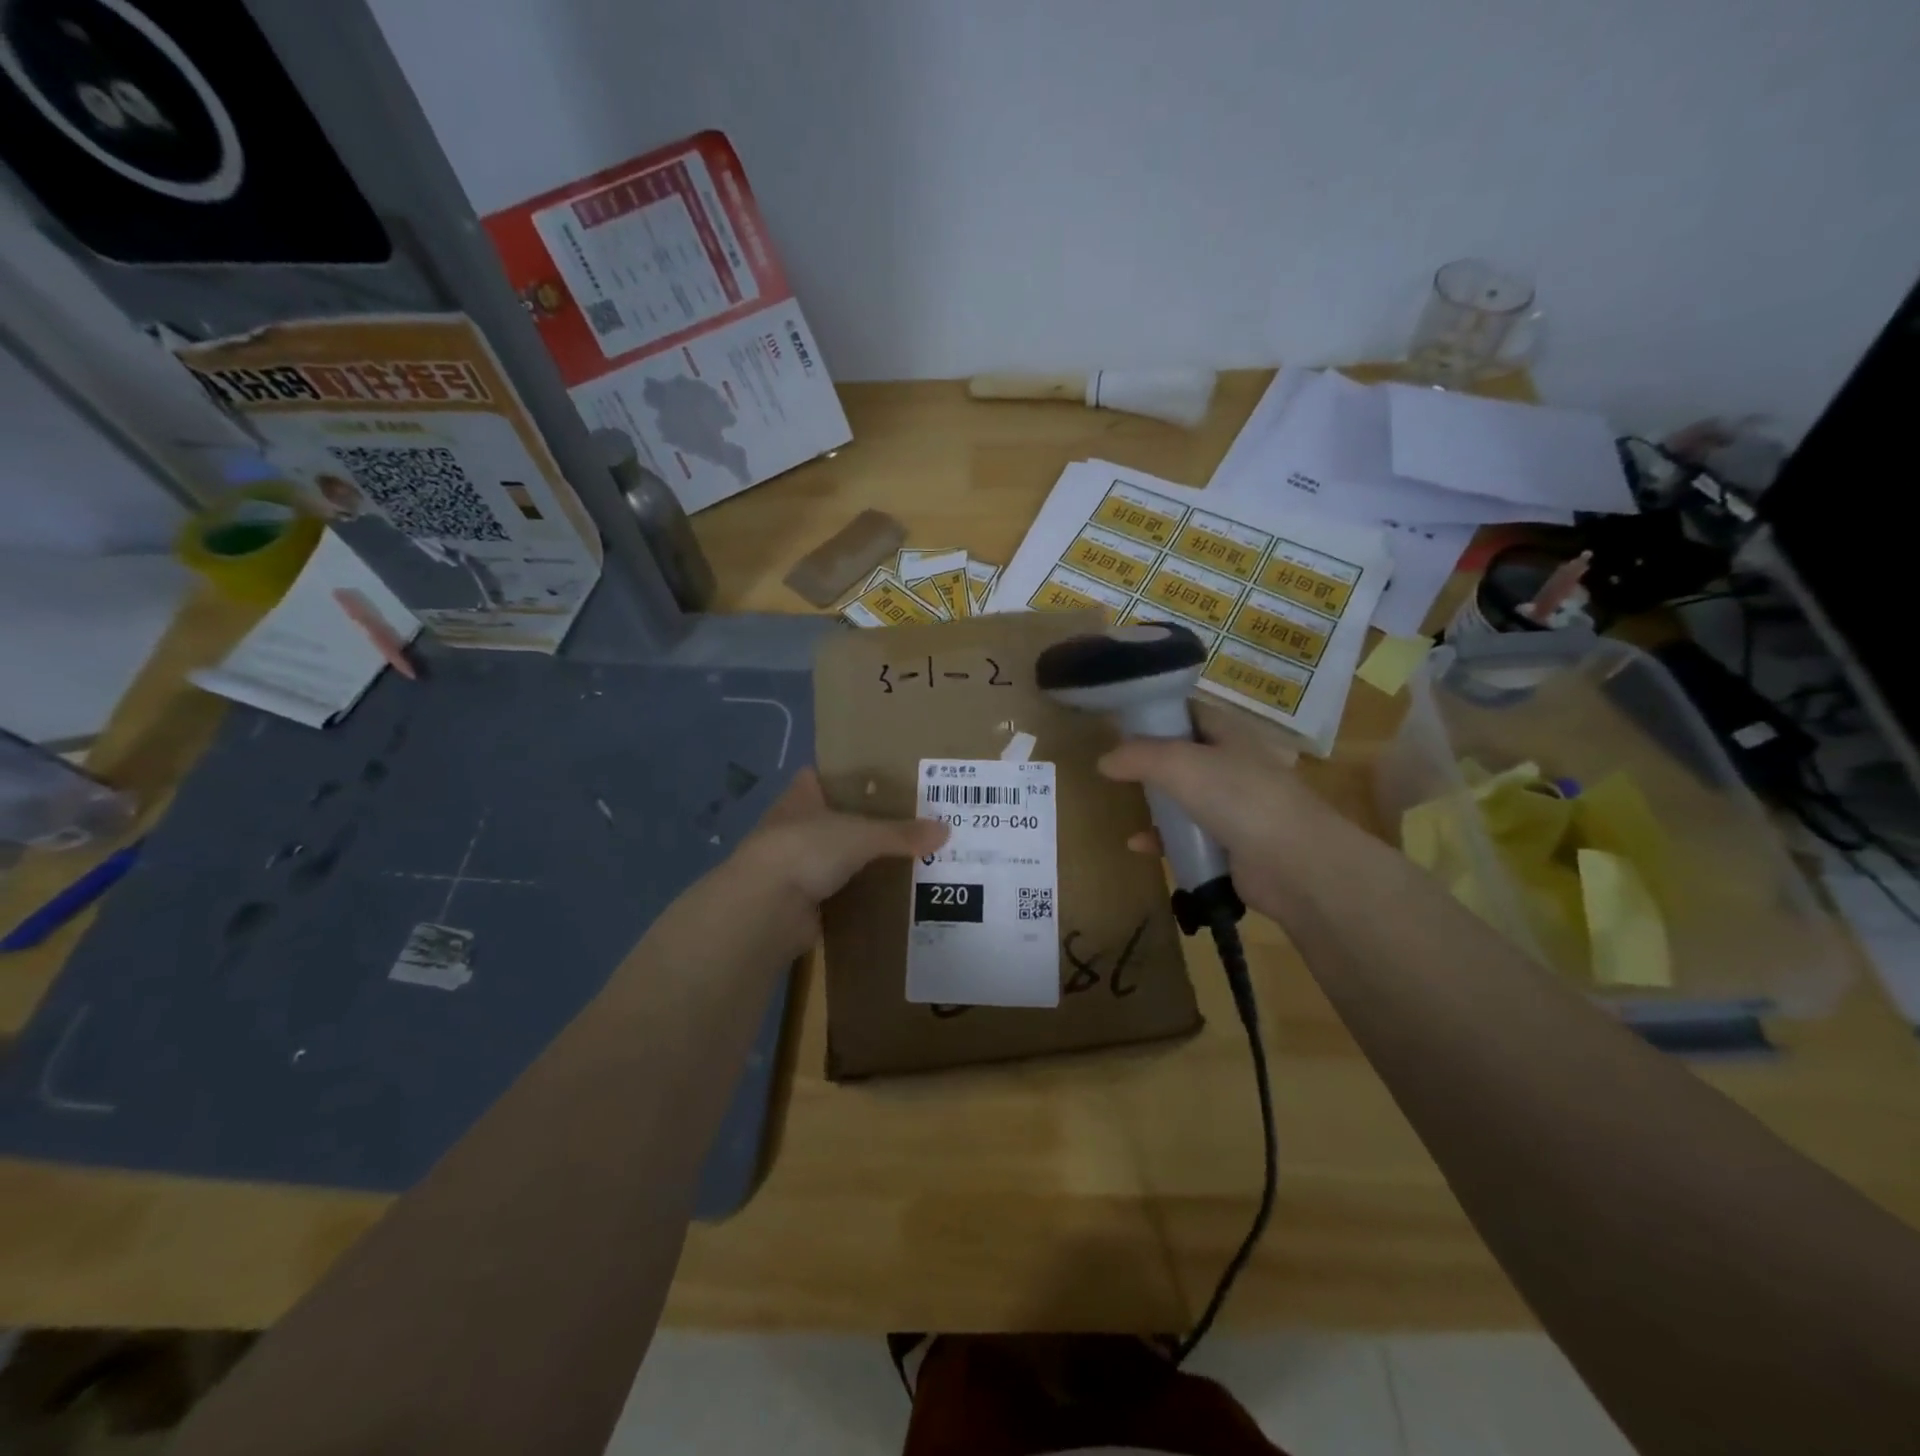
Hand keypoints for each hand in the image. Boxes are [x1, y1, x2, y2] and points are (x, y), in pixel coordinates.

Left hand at [719, 770, 947, 959]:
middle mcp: (792, 828)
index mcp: (800, 798)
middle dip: (860, 822)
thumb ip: (901, 833)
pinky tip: (884, 895)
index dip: (841, 777)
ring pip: (831, 857)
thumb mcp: (862, 834)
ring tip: (901, 859)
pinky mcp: (798, 901)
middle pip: (829, 819)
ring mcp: (792, 866)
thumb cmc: (807, 849)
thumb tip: (945, 831)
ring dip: (857, 861)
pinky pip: (834, 892)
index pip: (817, 777)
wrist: (766, 908)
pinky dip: (854, 894)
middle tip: (904, 823)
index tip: (876, 780)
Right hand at [1097, 711, 1352, 925]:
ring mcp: (1235, 807)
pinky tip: (1139, 845)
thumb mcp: (1179, 764)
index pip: (1189, 712)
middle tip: (1114, 768)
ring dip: (1155, 803)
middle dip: (1150, 762)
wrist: (1294, 864)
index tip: (1120, 723)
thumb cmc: (1239, 798)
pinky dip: (1164, 839)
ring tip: (1124, 805)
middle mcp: (1234, 766)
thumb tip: (1103, 760)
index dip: (1157, 713)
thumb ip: (1138, 757)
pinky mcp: (1231, 846)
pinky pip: (1189, 837)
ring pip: (1185, 798)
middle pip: (1184, 756)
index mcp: (1230, 734)